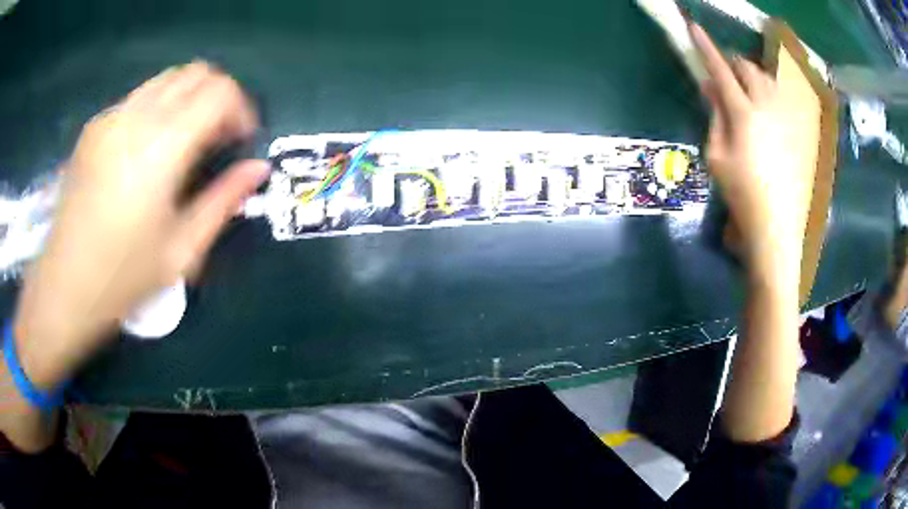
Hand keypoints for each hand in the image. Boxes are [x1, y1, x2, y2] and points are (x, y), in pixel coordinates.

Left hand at [13, 62, 268, 388]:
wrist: (64, 287)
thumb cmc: (123, 278)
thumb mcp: (182, 250)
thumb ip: (223, 201)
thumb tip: (258, 168)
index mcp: (161, 148)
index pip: (219, 91)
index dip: (241, 109)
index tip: (241, 140)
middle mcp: (136, 119)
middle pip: (195, 73)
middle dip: (218, 97)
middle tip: (217, 138)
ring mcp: (111, 118)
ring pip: (167, 79)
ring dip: (188, 99)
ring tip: (185, 141)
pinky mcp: (94, 127)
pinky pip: (139, 98)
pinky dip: (158, 108)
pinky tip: (149, 148)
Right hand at [690, 24, 815, 284]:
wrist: (776, 224)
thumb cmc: (741, 193)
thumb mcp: (716, 154)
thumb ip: (714, 115)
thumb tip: (712, 88)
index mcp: (743, 113)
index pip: (720, 70)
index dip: (705, 48)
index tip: (693, 27)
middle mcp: (767, 106)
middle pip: (747, 67)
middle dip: (733, 64)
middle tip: (726, 78)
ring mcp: (786, 117)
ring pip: (767, 79)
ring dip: (752, 78)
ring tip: (748, 95)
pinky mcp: (797, 129)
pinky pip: (782, 98)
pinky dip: (769, 95)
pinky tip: (767, 114)